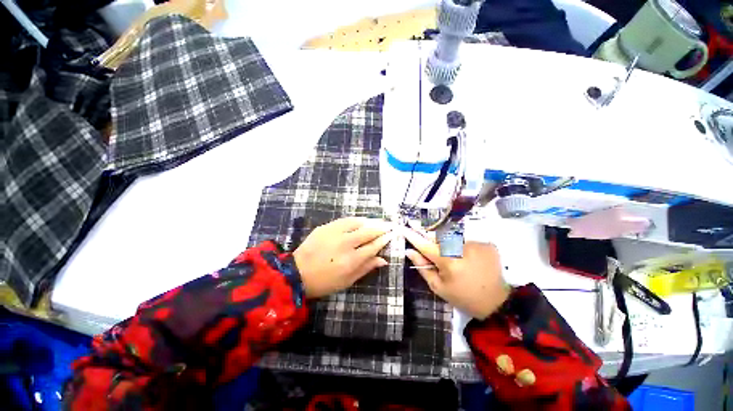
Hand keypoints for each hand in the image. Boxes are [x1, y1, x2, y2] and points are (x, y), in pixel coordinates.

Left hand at [294, 217, 393, 297]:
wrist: (297, 273)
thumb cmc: (324, 282)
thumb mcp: (347, 281)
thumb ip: (366, 268)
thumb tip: (384, 260)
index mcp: (351, 260)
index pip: (373, 246)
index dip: (384, 240)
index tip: (392, 234)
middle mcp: (345, 244)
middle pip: (368, 232)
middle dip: (381, 227)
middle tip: (390, 225)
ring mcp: (334, 233)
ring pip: (357, 222)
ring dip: (370, 221)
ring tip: (378, 221)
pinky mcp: (326, 227)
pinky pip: (345, 220)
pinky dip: (356, 220)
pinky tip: (361, 220)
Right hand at [402, 226, 508, 319]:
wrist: (496, 303)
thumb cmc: (462, 297)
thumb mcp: (438, 287)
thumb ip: (422, 267)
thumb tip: (409, 251)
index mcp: (449, 262)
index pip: (426, 245)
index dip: (414, 237)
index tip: (404, 229)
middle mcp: (463, 249)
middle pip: (440, 238)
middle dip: (434, 242)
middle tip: (438, 254)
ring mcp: (477, 245)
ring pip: (454, 239)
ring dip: (450, 246)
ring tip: (459, 262)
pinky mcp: (487, 244)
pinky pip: (468, 241)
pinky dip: (464, 248)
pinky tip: (471, 260)